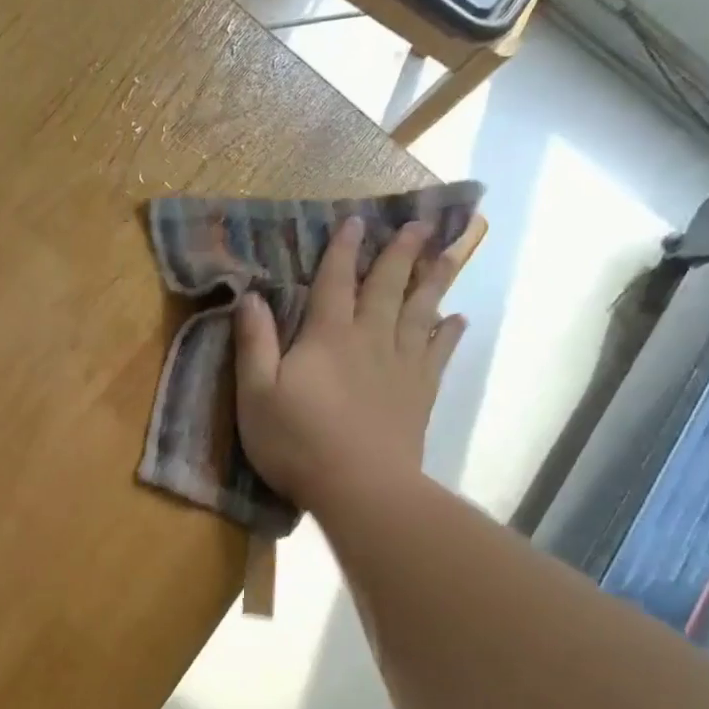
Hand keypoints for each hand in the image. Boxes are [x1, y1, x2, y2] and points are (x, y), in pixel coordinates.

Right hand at [234, 218, 464, 511]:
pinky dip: (449, 333)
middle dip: (400, 253)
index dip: (343, 251)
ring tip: (449, 254)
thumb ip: (254, 343)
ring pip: (421, 312)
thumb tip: (251, 297)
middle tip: (419, 223)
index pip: (335, 282)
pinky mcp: (420, 394)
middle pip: (387, 288)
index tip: (356, 221)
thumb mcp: (256, 394)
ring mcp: (401, 366)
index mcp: (327, 337)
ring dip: (433, 281)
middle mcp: (370, 340)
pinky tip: (457, 320)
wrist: (360, 488)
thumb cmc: (297, 442)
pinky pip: (438, 353)